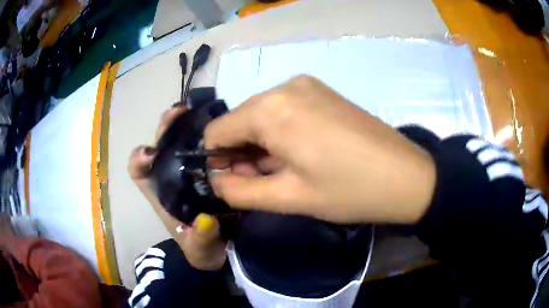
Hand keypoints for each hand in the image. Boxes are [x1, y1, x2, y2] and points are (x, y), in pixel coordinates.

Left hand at [128, 107, 225, 270]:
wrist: (223, 250)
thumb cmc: (202, 249)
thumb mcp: (200, 248)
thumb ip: (201, 238)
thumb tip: (206, 221)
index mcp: (160, 195)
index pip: (138, 171)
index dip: (138, 158)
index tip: (151, 154)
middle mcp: (170, 178)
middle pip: (159, 147)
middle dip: (165, 129)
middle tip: (180, 113)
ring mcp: (189, 172)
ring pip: (180, 142)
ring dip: (185, 125)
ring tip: (198, 112)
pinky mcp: (207, 170)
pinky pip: (202, 148)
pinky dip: (207, 135)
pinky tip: (221, 129)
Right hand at [205, 76, 435, 223]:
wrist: (406, 176)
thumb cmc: (348, 190)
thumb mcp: (288, 197)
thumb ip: (240, 191)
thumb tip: (216, 181)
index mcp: (269, 109)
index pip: (216, 131)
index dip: (217, 160)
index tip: (234, 183)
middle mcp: (283, 87)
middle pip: (240, 121)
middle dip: (242, 153)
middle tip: (264, 183)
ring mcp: (306, 85)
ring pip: (262, 115)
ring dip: (262, 144)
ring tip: (286, 171)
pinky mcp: (322, 91)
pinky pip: (284, 109)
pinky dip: (281, 132)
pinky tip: (302, 152)